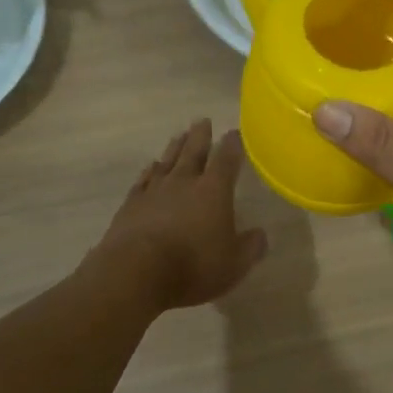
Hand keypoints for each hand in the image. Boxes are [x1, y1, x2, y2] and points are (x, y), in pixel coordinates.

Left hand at [89, 120, 267, 310]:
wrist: (136, 271)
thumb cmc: (193, 266)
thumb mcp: (234, 264)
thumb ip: (250, 247)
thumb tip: (261, 235)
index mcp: (213, 190)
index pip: (227, 160)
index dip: (233, 145)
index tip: (235, 133)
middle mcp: (184, 182)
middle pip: (194, 152)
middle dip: (201, 136)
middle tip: (203, 120)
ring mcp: (154, 191)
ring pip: (167, 161)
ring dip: (175, 147)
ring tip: (179, 135)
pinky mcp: (131, 205)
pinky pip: (143, 180)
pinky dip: (149, 171)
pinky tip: (150, 167)